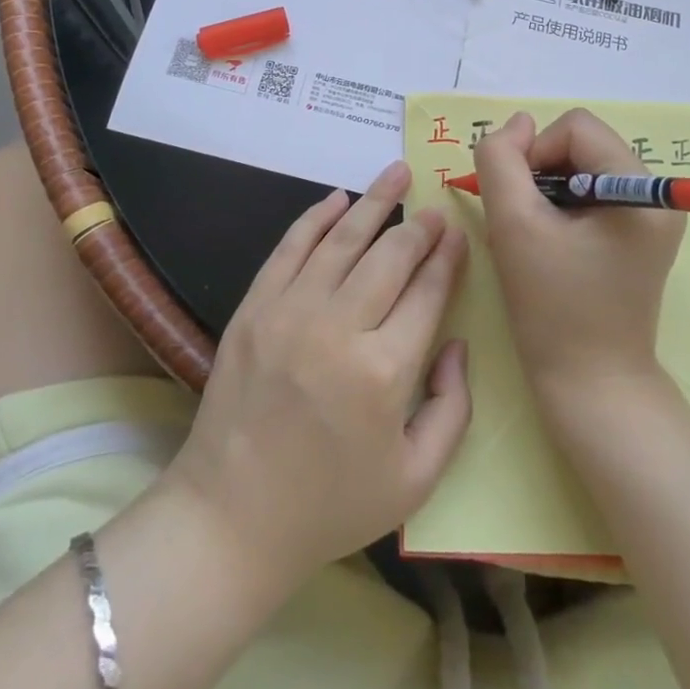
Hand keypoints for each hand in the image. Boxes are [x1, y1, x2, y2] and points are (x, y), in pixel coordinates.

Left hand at [165, 161, 471, 590]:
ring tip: (397, 172)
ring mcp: (290, 312)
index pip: (427, 293)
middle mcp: (338, 329)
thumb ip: (453, 408)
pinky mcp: (254, 307)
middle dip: (418, 227)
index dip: (446, 258)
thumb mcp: (415, 479)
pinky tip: (338, 199)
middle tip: (434, 208)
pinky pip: (290, 247)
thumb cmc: (331, 504)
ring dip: (374, 202)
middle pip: (389, 257)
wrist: (232, 516)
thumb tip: (456, 342)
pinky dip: (316, 218)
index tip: (457, 234)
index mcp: (384, 373)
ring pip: (342, 240)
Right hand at [474, 109, 681, 404]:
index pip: (575, 127)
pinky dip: (559, 206)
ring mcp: (649, 216)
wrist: (591, 385)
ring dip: (546, 189)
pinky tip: (548, 243)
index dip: (536, 153)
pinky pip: (590, 192)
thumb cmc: (552, 307)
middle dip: (541, 172)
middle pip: (580, 144)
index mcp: (641, 190)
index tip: (519, 202)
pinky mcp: (637, 234)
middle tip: (523, 221)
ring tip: (534, 235)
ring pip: (581, 166)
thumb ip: (502, 160)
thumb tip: (517, 123)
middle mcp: (655, 195)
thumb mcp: (513, 225)